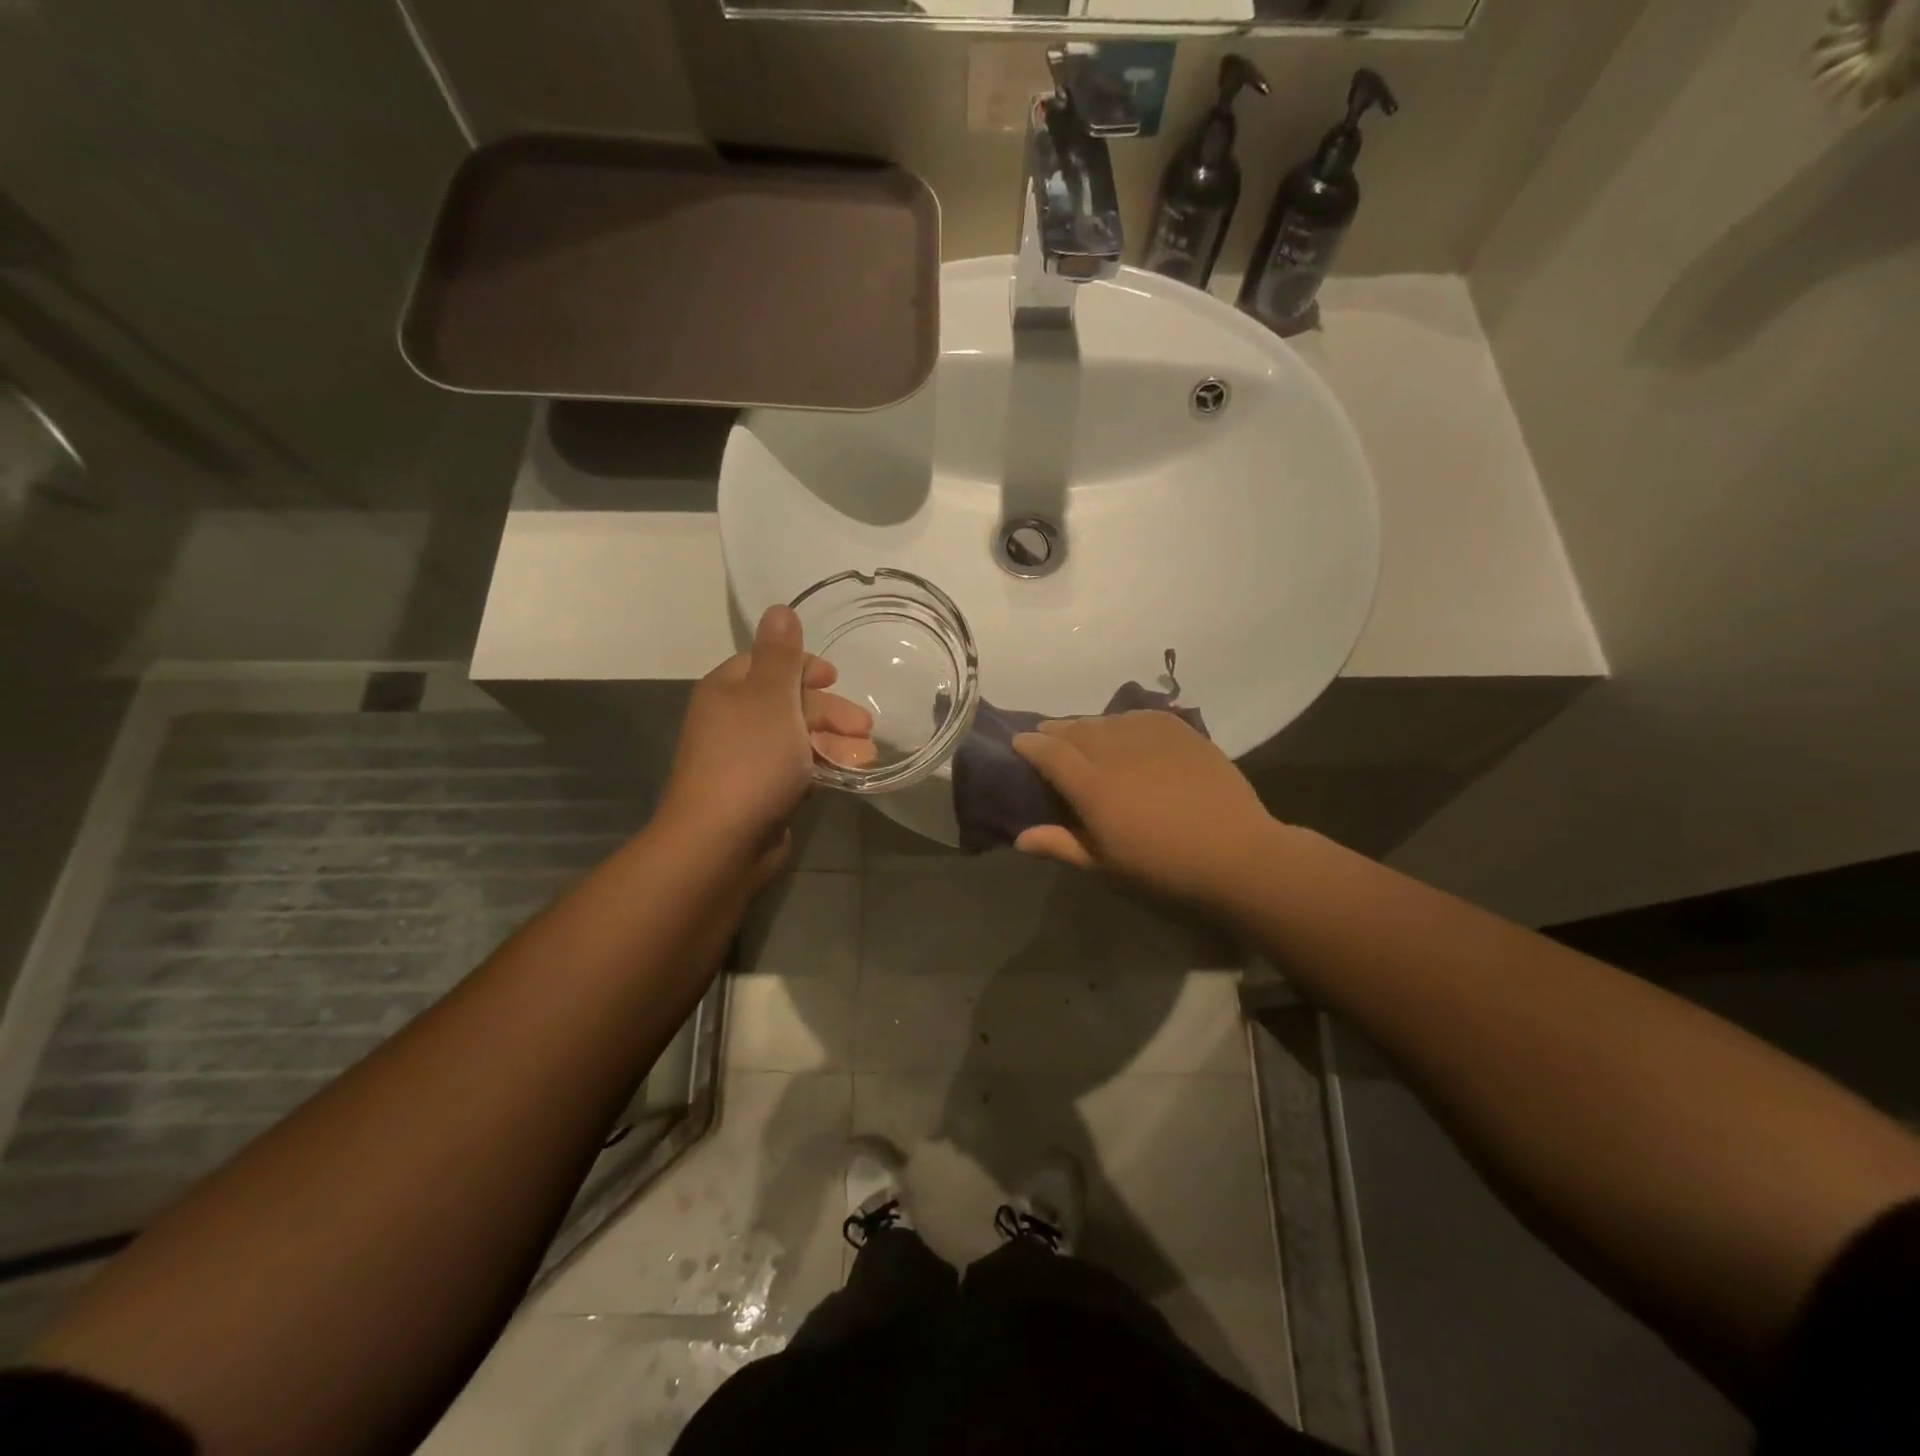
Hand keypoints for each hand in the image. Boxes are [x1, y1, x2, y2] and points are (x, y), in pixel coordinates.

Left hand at [658, 606, 872, 874]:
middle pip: (788, 702)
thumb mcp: (771, 698)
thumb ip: (781, 655)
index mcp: (729, 690)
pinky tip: (848, 775)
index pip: (768, 663)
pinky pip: (796, 768)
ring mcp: (745, 759)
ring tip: (866, 757)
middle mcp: (733, 720)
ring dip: (834, 741)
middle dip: (830, 711)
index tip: (836, 679)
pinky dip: (822, 766)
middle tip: (865, 726)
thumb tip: (779, 608)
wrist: (721, 841)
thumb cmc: (751, 760)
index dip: (804, 667)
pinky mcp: (759, 792)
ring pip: (797, 738)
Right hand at [1011, 711, 1279, 907]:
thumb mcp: (1106, 866)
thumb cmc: (1164, 869)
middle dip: (1055, 730)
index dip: (1030, 745)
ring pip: (1107, 720)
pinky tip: (1123, 727)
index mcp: (1093, 787)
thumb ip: (1061, 845)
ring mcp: (1151, 738)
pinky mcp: (1181, 733)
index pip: (1050, 753)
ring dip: (1087, 725)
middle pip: (1075, 730)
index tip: (1018, 742)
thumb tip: (1020, 838)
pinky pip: (1141, 716)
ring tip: (1082, 732)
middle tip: (1045, 735)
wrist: (1236, 855)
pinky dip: (1123, 720)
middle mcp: (1116, 752)